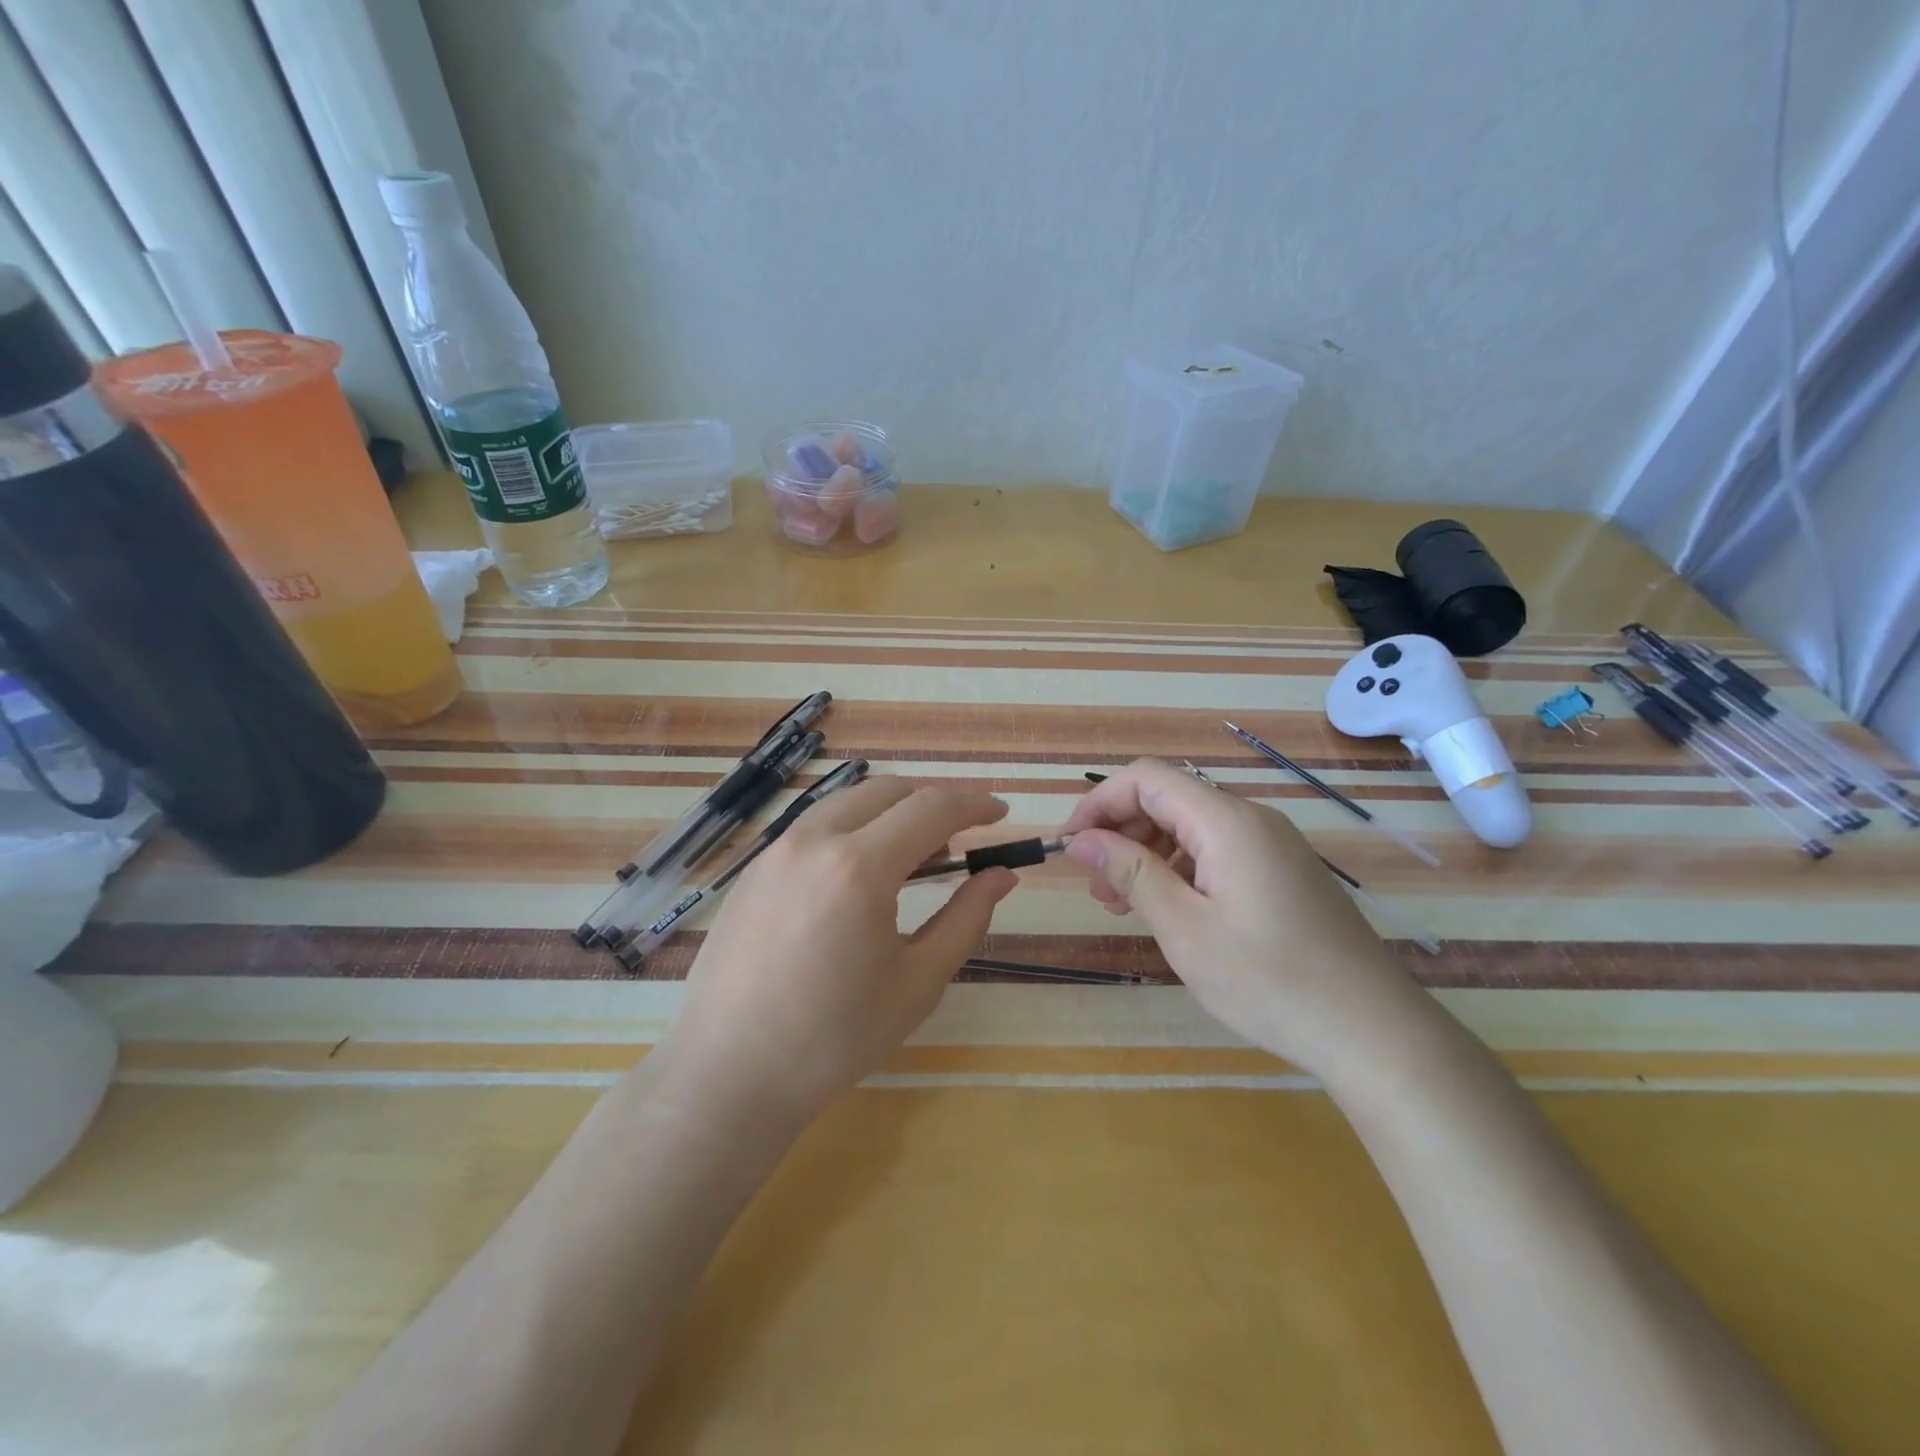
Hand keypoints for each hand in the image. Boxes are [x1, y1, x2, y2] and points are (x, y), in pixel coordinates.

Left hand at [662, 777, 1017, 1126]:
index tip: (1001, 812)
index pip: (931, 809)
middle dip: (933, 801)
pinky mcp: (754, 869)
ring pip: (847, 802)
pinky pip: (815, 826)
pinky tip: (860, 875)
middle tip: (960, 837)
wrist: (729, 1073)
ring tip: (914, 856)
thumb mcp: (918, 982)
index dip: (974, 803)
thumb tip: (1000, 876)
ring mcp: (776, 850)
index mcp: (860, 867)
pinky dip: (852, 829)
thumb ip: (966, 919)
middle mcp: (815, 841)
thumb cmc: (834, 1039)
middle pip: (888, 791)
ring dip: (891, 812)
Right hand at [1059, 758, 1426, 1077]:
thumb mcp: (1185, 929)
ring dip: (1147, 853)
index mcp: (1227, 821)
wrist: (1374, 1032)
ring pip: (1191, 827)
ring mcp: (1272, 846)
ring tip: (1120, 903)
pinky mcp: (1283, 872)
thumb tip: (1080, 840)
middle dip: (1121, 831)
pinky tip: (1167, 909)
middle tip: (1094, 885)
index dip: (1099, 803)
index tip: (1069, 846)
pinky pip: (1217, 851)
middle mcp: (1252, 819)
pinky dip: (1179, 869)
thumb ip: (1131, 873)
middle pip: (1169, 798)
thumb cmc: (1270, 981)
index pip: (1146, 778)